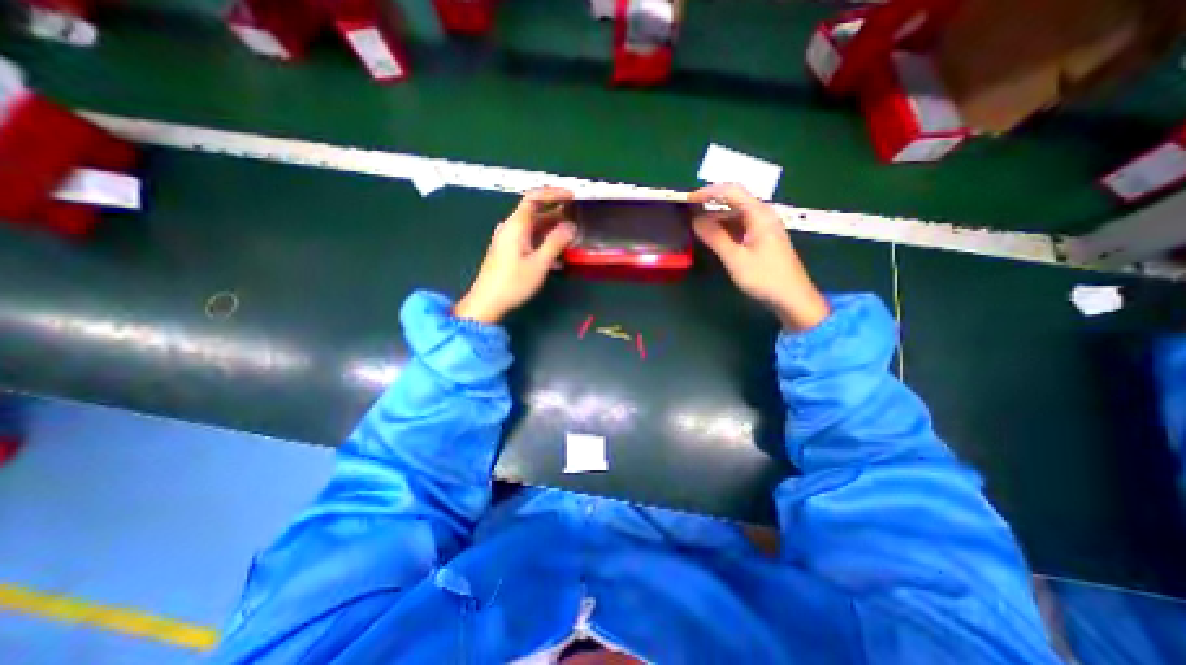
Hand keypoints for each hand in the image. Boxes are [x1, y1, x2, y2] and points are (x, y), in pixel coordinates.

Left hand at [455, 186, 579, 325]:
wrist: (487, 302)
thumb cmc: (513, 283)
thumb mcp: (539, 263)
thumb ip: (555, 242)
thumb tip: (571, 226)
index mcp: (516, 225)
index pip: (534, 198)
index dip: (554, 194)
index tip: (572, 197)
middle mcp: (511, 228)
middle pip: (535, 212)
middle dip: (557, 213)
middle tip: (578, 218)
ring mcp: (509, 240)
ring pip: (534, 228)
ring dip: (552, 230)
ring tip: (572, 237)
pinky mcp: (509, 251)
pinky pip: (530, 239)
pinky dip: (544, 242)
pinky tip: (558, 256)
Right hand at [691, 181, 827, 330]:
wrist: (792, 297)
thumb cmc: (764, 277)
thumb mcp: (735, 258)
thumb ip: (715, 237)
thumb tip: (695, 220)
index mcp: (759, 214)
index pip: (731, 191)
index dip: (708, 192)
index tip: (687, 199)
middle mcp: (762, 215)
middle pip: (733, 201)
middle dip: (710, 204)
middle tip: (688, 214)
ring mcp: (763, 227)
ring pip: (735, 215)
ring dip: (716, 219)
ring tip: (695, 227)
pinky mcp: (762, 239)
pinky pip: (740, 227)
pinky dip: (724, 229)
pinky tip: (712, 238)